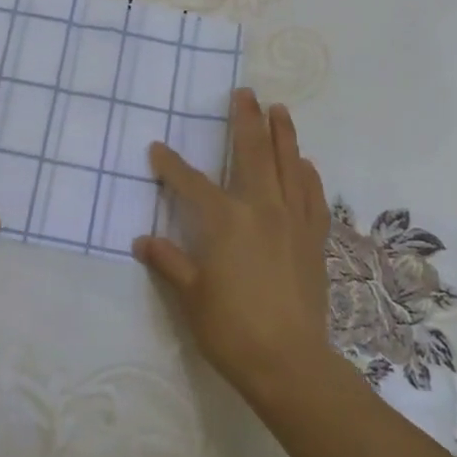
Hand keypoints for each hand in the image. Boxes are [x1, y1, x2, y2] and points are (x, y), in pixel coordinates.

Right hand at [135, 89, 332, 398]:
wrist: (290, 363)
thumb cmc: (232, 329)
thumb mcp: (189, 296)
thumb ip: (168, 261)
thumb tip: (142, 240)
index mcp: (225, 220)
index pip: (191, 183)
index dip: (171, 165)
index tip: (157, 149)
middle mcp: (261, 209)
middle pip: (253, 153)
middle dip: (246, 120)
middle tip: (244, 93)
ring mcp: (292, 222)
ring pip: (289, 166)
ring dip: (283, 134)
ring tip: (280, 110)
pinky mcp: (314, 239)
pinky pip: (312, 197)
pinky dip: (309, 175)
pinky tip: (306, 164)